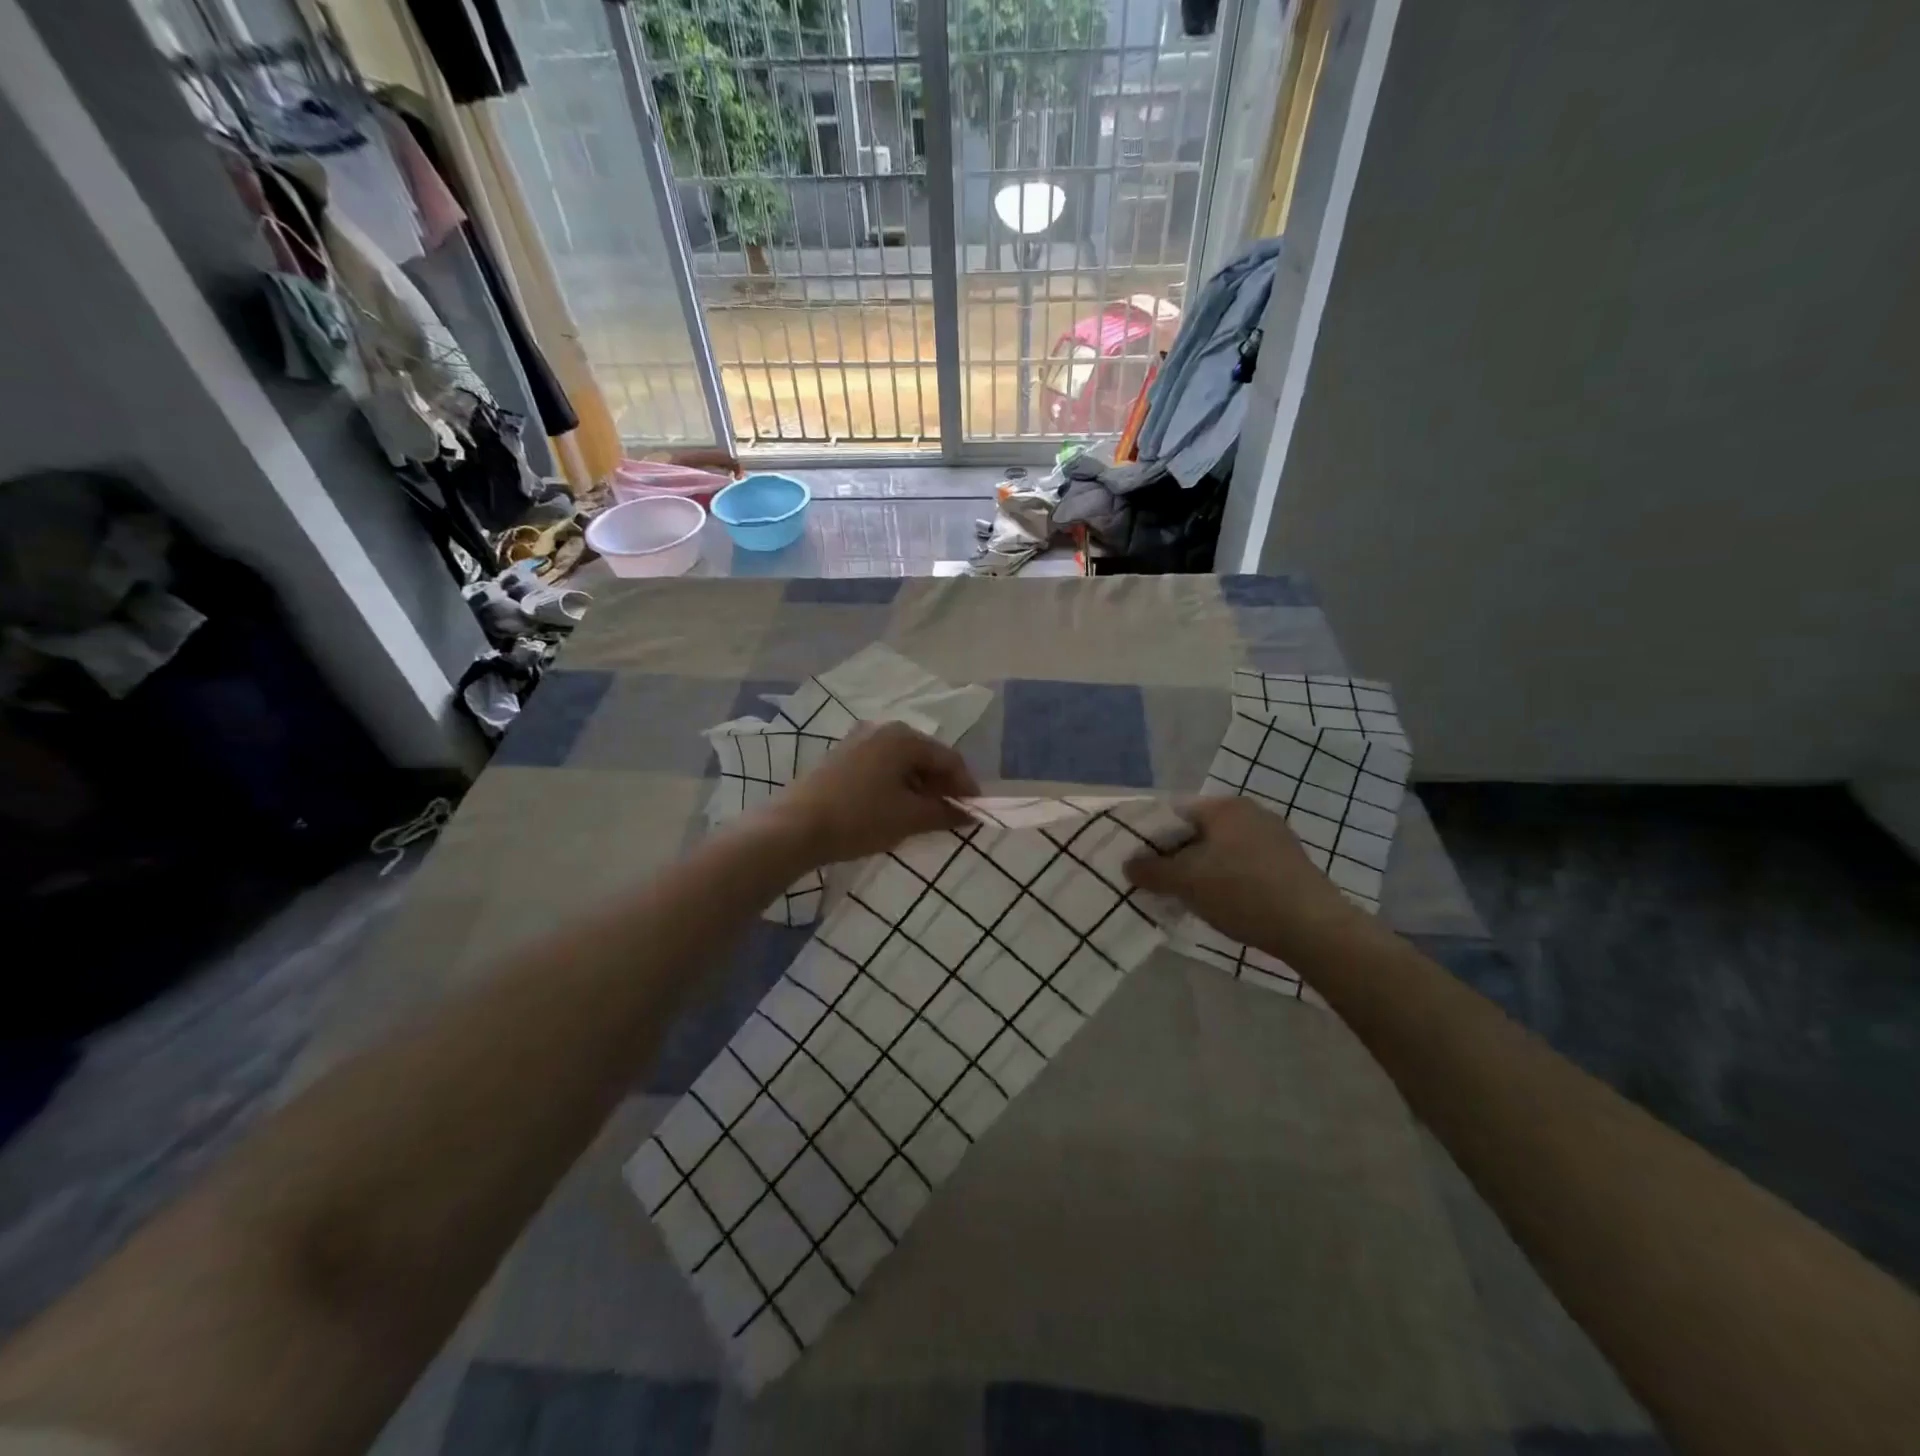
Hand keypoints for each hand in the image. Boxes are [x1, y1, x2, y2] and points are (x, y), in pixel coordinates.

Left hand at [765, 720, 980, 866]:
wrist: (794, 827)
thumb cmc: (859, 818)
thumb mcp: (909, 818)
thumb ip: (945, 812)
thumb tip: (970, 813)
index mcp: (904, 737)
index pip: (949, 758)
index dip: (966, 786)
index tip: (974, 812)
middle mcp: (883, 729)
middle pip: (925, 756)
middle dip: (942, 785)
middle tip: (950, 815)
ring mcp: (859, 740)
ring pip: (903, 762)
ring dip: (919, 786)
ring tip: (924, 816)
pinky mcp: (842, 756)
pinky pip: (882, 766)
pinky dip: (896, 784)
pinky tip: (895, 808)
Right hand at [1124, 796, 1363, 955]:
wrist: (1314, 928)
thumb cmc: (1242, 892)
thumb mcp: (1186, 882)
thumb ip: (1152, 870)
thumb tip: (1129, 864)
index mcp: (1225, 806)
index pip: (1175, 812)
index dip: (1152, 836)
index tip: (1140, 862)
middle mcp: (1251, 813)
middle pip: (1199, 831)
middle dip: (1177, 855)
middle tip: (1160, 882)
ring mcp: (1275, 838)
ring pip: (1222, 850)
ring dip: (1202, 870)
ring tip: (1187, 897)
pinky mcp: (1290, 864)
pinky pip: (1245, 865)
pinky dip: (1228, 879)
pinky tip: (1223, 904)